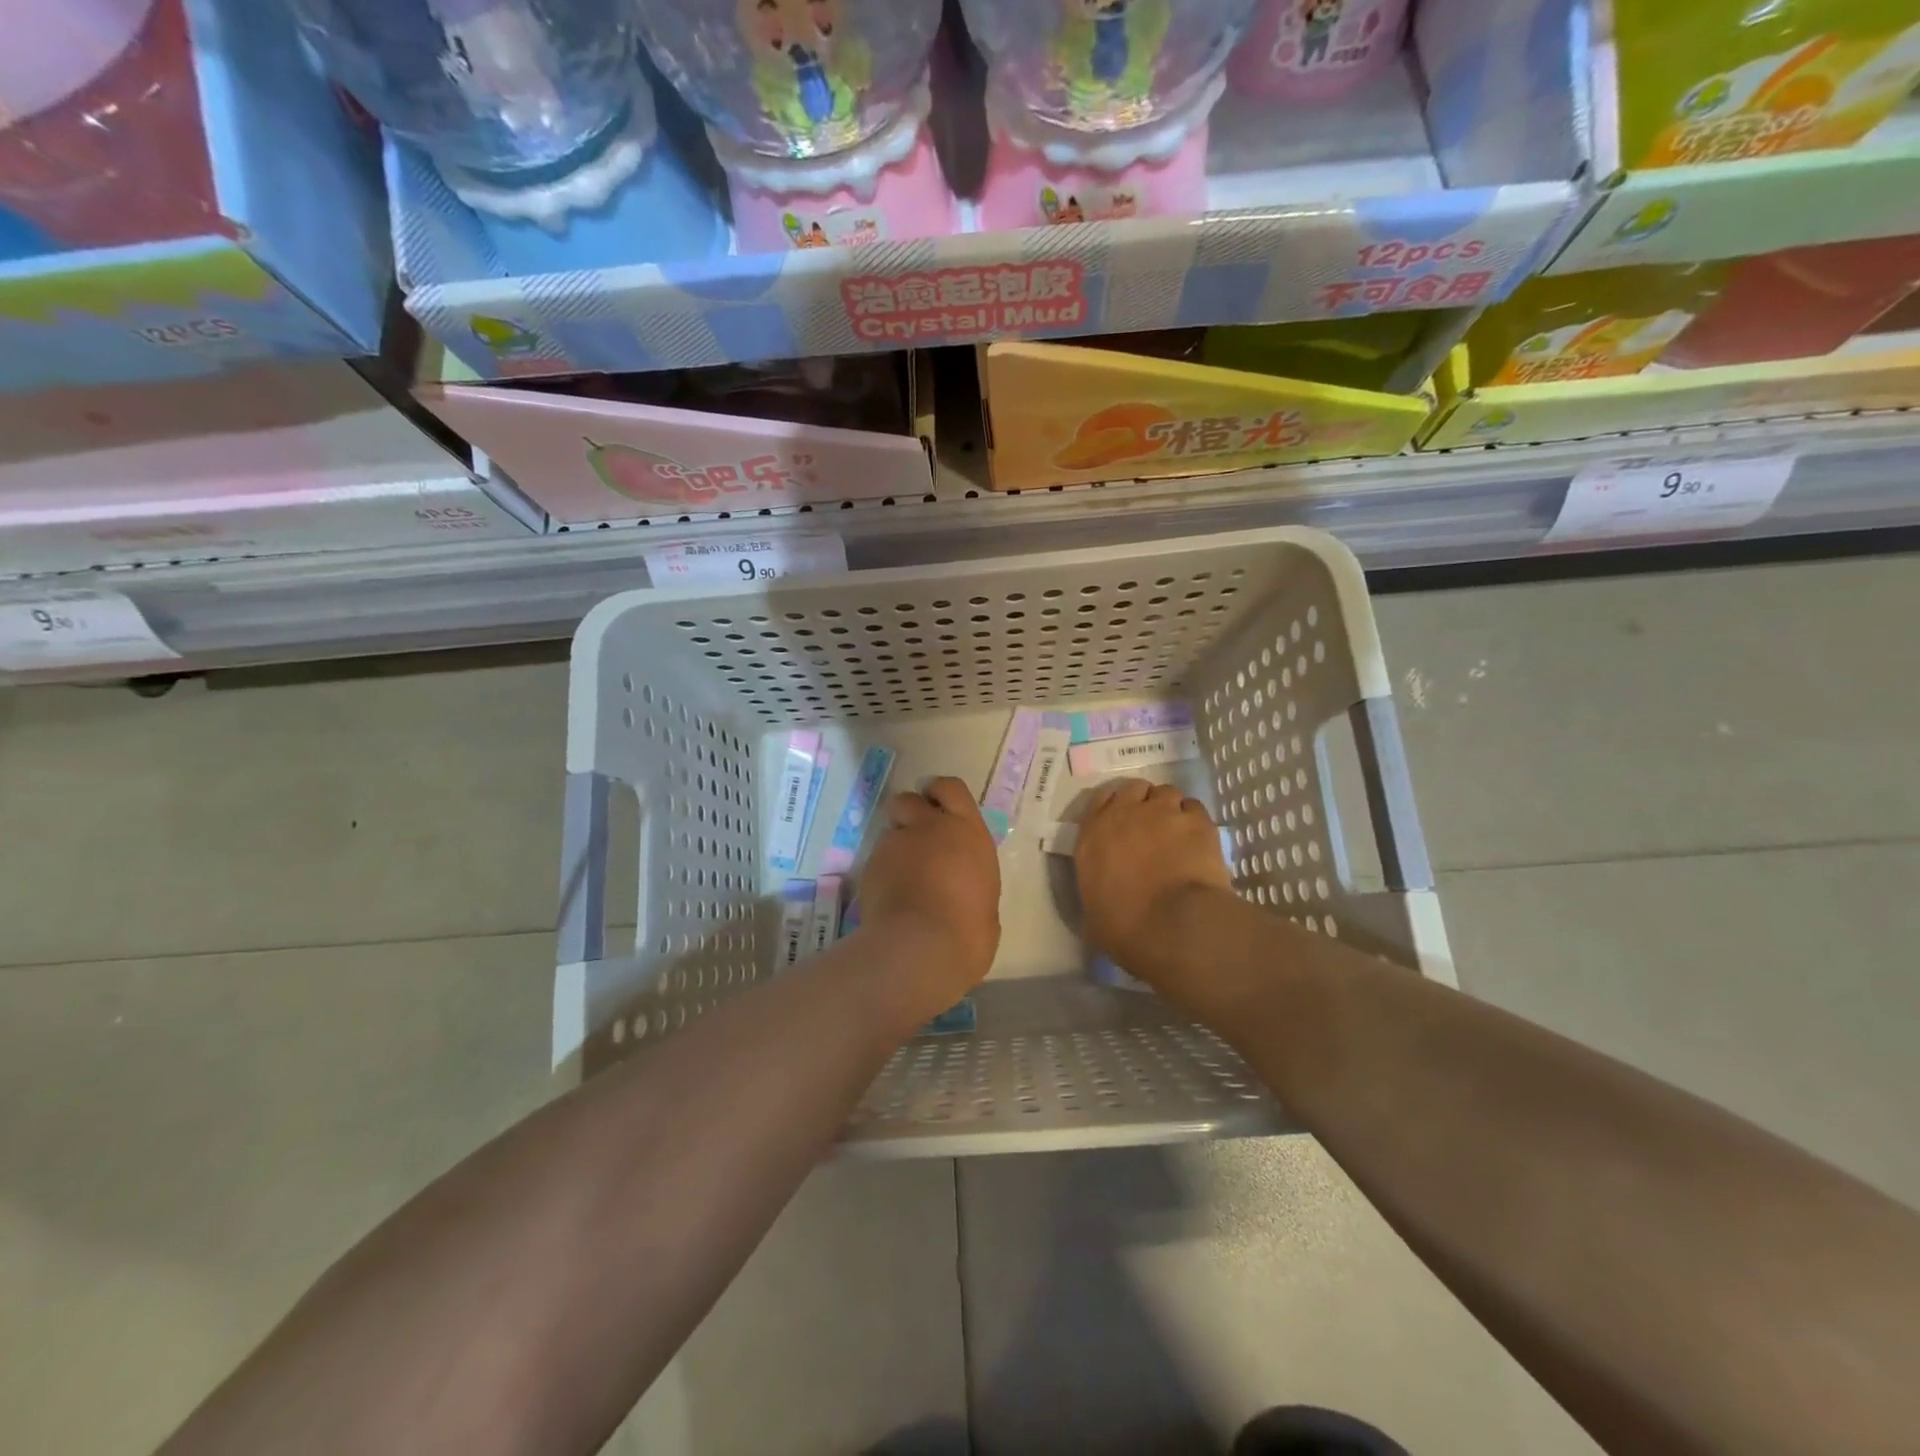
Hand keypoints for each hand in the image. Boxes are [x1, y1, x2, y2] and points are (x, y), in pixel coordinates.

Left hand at [857, 777, 1001, 1018]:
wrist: (922, 946)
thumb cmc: (969, 929)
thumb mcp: (986, 902)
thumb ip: (972, 884)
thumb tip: (967, 894)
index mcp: (968, 832)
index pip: (951, 788)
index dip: (940, 793)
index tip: (937, 806)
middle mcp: (930, 828)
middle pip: (908, 800)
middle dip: (908, 814)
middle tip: (914, 839)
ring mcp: (896, 844)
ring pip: (889, 831)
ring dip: (894, 847)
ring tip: (900, 878)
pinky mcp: (871, 865)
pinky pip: (876, 860)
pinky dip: (881, 873)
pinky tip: (888, 898)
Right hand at [1075, 780, 1232, 987]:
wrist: (1171, 926)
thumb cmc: (1123, 926)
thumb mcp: (1093, 910)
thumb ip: (1097, 887)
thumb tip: (1105, 894)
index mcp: (1093, 834)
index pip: (1100, 801)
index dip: (1114, 807)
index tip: (1122, 822)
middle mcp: (1125, 814)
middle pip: (1134, 789)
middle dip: (1143, 801)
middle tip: (1151, 824)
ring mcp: (1163, 812)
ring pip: (1167, 793)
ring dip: (1170, 808)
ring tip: (1178, 831)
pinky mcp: (1197, 821)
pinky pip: (1195, 808)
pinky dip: (1194, 819)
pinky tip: (1198, 840)